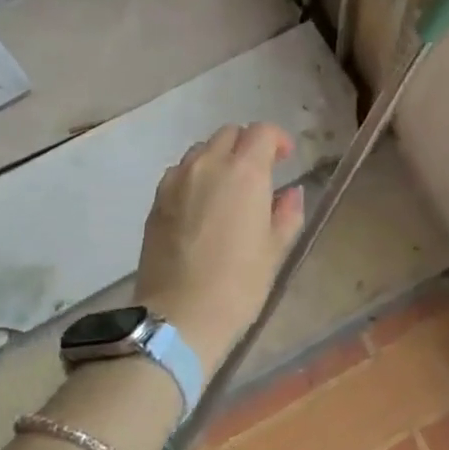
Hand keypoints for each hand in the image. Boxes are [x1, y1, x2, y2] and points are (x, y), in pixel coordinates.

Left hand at [134, 122, 304, 369]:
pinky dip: (195, 176)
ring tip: (228, 189)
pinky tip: (201, 206)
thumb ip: (287, 213)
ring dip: (219, 158)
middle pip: (229, 134)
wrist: (180, 317)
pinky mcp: (156, 200)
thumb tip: (291, 193)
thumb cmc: (238, 284)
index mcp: (245, 172)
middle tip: (259, 173)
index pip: (262, 132)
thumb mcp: (275, 250)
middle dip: (247, 145)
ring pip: (202, 150)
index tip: (286, 159)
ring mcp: (177, 180)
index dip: (278, 140)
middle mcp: (209, 165)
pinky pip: (180, 172)